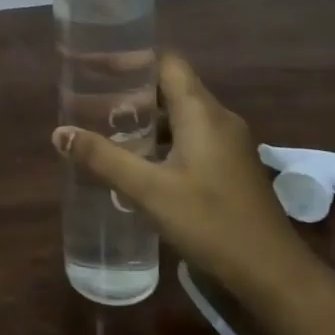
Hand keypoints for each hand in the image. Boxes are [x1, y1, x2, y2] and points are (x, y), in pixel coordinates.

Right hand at [52, 52, 319, 300]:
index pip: (165, 62)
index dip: (130, 58)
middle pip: (170, 86)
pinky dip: (161, 139)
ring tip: (107, 130)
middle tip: (91, 101)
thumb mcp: (149, 190)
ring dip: (145, 118)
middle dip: (130, 91)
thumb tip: (59, 133)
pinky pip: (191, 137)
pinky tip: (139, 163)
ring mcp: (229, 144)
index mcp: (201, 112)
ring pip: (180, 115)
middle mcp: (218, 118)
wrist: (275, 275)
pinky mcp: (231, 167)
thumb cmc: (211, 223)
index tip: (95, 65)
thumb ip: (103, 158)